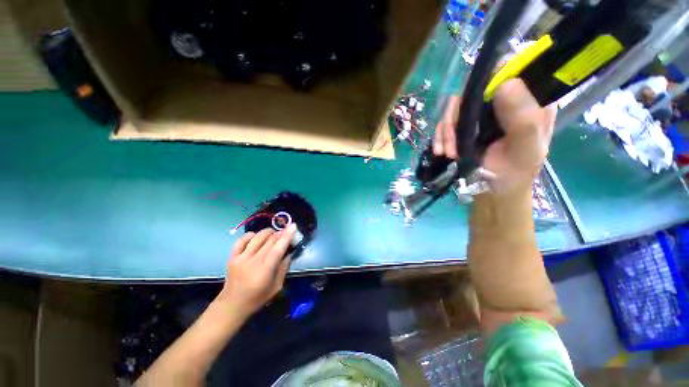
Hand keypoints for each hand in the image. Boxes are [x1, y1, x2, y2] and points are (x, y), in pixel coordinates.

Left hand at [217, 225, 296, 316]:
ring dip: (268, 232)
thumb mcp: (277, 286)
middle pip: (270, 239)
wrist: (232, 304)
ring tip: (273, 233)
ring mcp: (241, 257)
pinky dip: (250, 235)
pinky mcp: (232, 256)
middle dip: (280, 232)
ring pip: (257, 237)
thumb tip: (289, 253)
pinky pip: (241, 240)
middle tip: (286, 231)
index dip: (287, 235)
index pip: (279, 247)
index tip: (294, 226)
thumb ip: (284, 268)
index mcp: (266, 269)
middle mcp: (253, 260)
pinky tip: (256, 236)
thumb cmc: (257, 297)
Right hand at [433, 79, 556, 193]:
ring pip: (455, 107)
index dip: (490, 78)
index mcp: (528, 100)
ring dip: (446, 131)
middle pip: (474, 89)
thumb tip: (505, 83)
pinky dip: (440, 137)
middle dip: (457, 116)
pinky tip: (441, 151)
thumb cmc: (513, 174)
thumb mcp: (524, 149)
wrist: (493, 193)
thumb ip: (523, 118)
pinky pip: (445, 122)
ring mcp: (481, 115)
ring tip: (447, 153)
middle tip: (452, 142)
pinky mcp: (464, 127)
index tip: (474, 103)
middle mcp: (503, 102)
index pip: (510, 70)